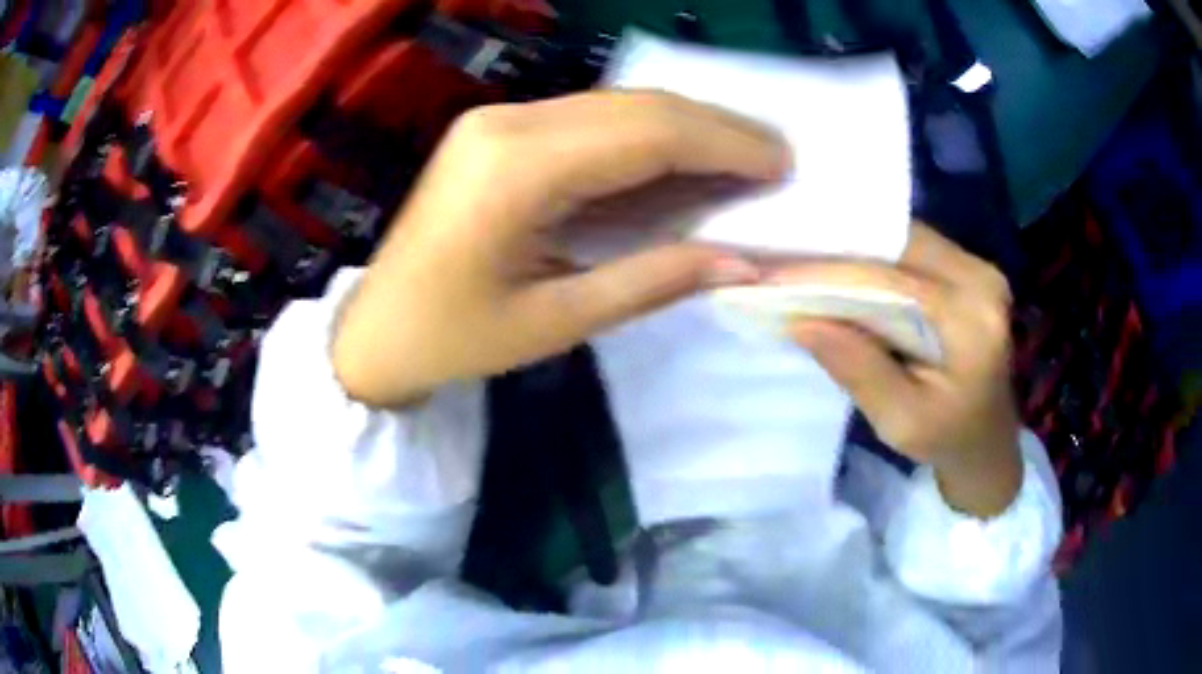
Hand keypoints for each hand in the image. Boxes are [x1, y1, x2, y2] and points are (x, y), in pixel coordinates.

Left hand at [333, 91, 788, 406]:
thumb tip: (741, 263)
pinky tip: (680, 160)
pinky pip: (589, 120)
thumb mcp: (556, 323)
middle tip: (774, 158)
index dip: (724, 142)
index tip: (782, 162)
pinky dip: (644, 138)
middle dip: (715, 128)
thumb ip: (652, 282)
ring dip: (685, 128)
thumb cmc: (453, 339)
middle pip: (637, 106)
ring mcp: (498, 119)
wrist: (375, 330)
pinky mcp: (497, 130)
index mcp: (516, 168)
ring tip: (742, 159)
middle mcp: (508, 122)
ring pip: (617, 105)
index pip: (647, 133)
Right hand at [780, 225, 1022, 517]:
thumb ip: (857, 368)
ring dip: (854, 248)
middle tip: (782, 260)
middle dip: (837, 250)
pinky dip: (874, 255)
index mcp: (972, 320)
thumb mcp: (900, 421)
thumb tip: (800, 321)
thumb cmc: (947, 439)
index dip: (829, 274)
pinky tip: (843, 267)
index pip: (892, 280)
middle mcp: (981, 279)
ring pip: (903, 238)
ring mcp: (978, 267)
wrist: (987, 439)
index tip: (771, 277)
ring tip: (804, 260)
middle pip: (898, 244)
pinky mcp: (969, 268)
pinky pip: (912, 248)